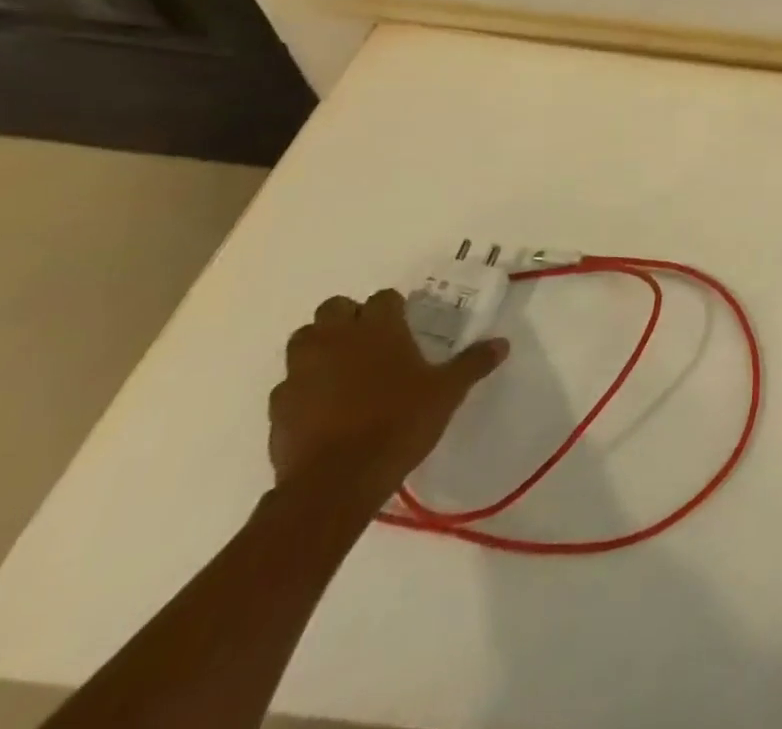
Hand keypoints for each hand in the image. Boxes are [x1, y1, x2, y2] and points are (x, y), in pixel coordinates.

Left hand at [268, 290, 508, 505]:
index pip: (383, 297)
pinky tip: (322, 407)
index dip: (394, 308)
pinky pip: (289, 384)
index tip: (405, 324)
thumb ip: (473, 363)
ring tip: (342, 369)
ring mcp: (301, 371)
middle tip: (370, 341)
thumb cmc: (398, 423)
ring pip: (304, 340)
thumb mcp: (447, 392)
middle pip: (334, 308)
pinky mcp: (279, 406)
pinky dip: (303, 387)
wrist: (335, 483)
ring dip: (320, 346)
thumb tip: (502, 343)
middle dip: (349, 318)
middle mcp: (336, 339)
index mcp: (378, 328)